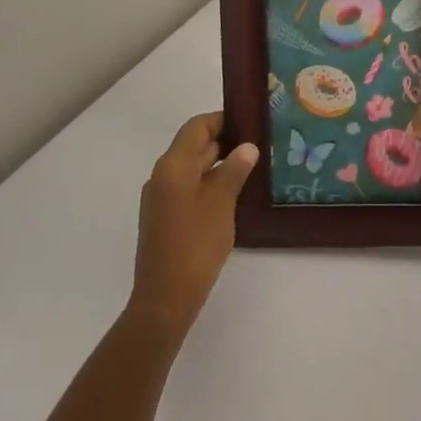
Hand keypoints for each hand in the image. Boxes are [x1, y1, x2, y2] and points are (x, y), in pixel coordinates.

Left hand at [129, 113, 257, 334]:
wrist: (165, 300)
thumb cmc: (195, 245)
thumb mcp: (221, 203)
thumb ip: (234, 170)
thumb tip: (247, 147)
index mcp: (172, 166)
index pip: (197, 127)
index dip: (222, 120)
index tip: (251, 121)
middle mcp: (162, 176)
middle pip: (193, 146)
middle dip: (225, 141)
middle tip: (259, 142)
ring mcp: (161, 198)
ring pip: (192, 168)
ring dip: (219, 164)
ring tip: (252, 166)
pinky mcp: (165, 218)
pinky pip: (189, 188)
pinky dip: (210, 183)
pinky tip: (234, 194)